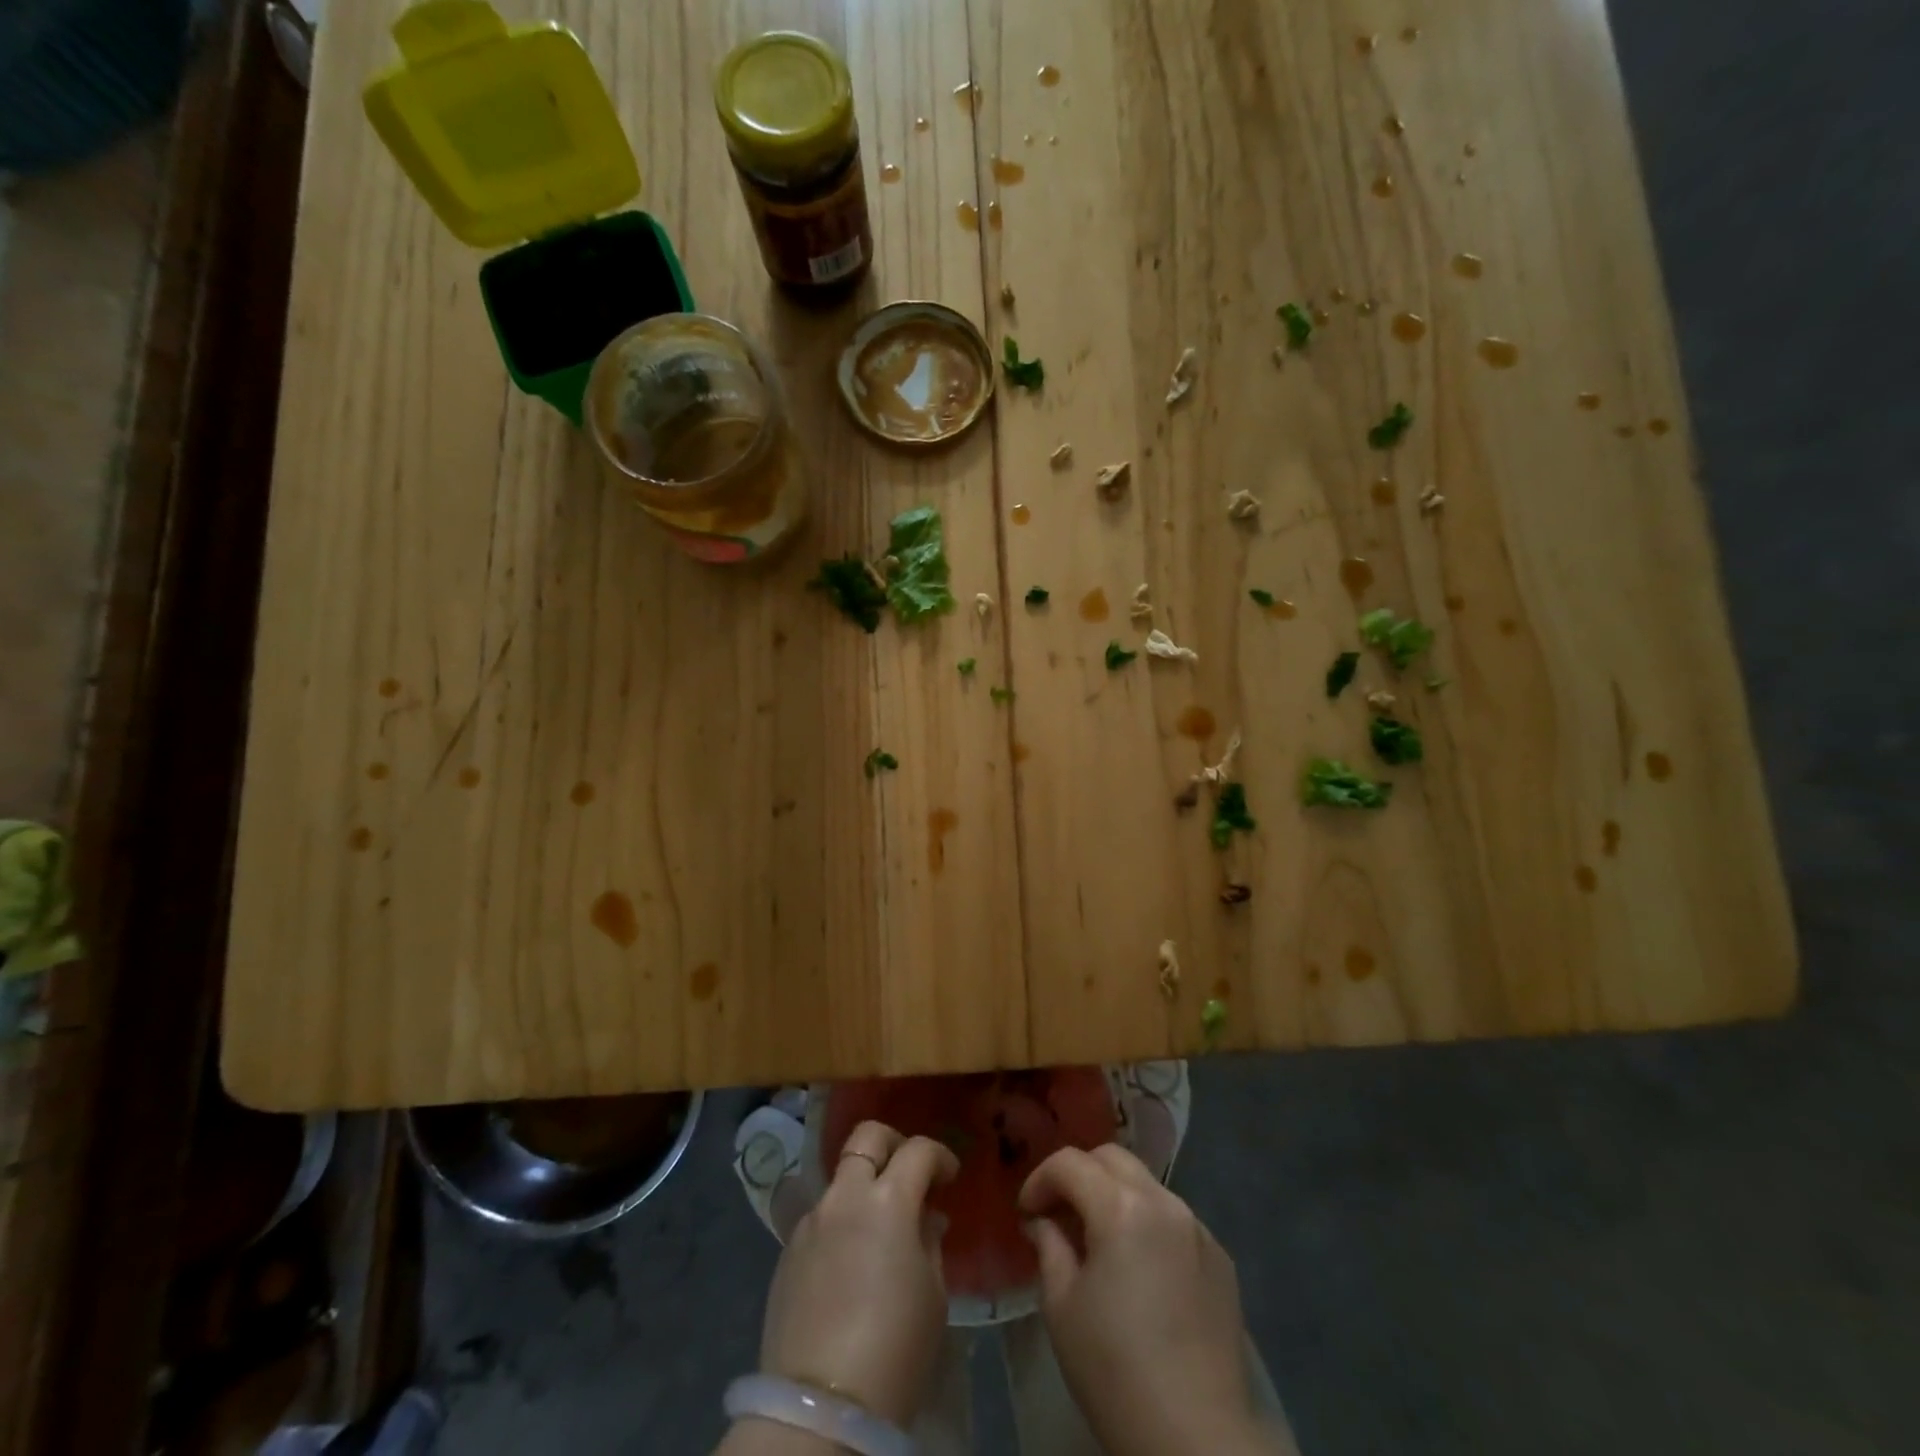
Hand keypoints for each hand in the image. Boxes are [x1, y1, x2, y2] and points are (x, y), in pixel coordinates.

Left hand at [756, 1121, 958, 1426]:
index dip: (940, 1156)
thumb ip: (928, 1239)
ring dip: (863, 1186)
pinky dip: (841, 1221)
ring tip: (878, 1226)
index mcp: (888, 1200)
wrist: (820, 1406)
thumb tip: (924, 1217)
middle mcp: (845, 1196)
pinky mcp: (787, 1250)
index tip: (949, 1177)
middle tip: (909, 1172)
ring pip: (840, 1178)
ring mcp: (811, 1220)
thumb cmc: (895, 1347)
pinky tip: (850, 1260)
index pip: (918, 1150)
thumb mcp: (933, 1293)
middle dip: (893, 1142)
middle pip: (866, 1136)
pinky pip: (820, 1216)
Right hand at [1019, 1145, 1272, 1455]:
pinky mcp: (1220, 1258)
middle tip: (1059, 1213)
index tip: (1026, 1212)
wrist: (1198, 1439)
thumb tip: (1043, 1222)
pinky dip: (1147, 1223)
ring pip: (1146, 1184)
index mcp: (1121, 1207)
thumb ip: (1049, 1247)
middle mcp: (1164, 1202)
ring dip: (1115, 1195)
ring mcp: (1198, 1228)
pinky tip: (1140, 1268)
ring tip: (1098, 1239)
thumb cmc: (1116, 1371)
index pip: (1070, 1162)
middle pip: (1112, 1158)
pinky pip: (1174, 1219)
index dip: (1040, 1179)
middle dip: (1079, 1174)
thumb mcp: (1062, 1307)